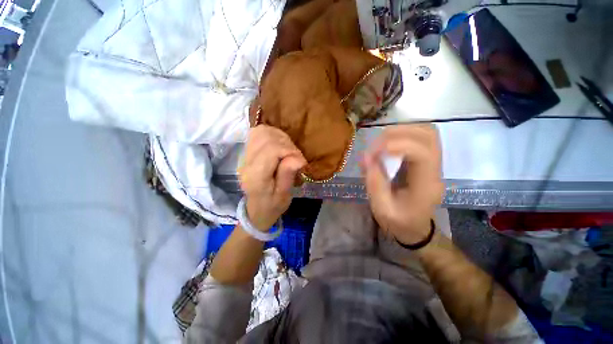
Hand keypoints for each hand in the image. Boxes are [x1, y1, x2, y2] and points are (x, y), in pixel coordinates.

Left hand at [238, 126, 306, 229]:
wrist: (257, 210)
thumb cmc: (272, 205)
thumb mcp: (284, 195)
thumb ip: (287, 175)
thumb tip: (297, 157)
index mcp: (256, 175)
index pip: (271, 149)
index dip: (290, 151)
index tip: (301, 161)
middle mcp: (247, 162)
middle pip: (266, 137)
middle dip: (286, 144)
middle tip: (295, 156)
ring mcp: (245, 156)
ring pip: (261, 131)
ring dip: (279, 137)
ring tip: (288, 150)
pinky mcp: (247, 152)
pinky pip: (258, 133)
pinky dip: (272, 135)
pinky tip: (279, 145)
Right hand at [361, 124, 443, 244]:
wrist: (416, 228)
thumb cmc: (399, 222)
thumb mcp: (382, 209)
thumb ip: (374, 183)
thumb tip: (366, 157)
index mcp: (426, 186)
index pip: (422, 154)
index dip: (396, 145)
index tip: (373, 152)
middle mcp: (435, 170)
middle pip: (428, 135)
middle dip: (398, 133)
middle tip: (375, 145)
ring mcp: (434, 163)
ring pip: (426, 132)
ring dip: (401, 131)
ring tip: (380, 143)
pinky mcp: (427, 161)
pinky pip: (420, 137)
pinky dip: (402, 134)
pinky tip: (387, 144)